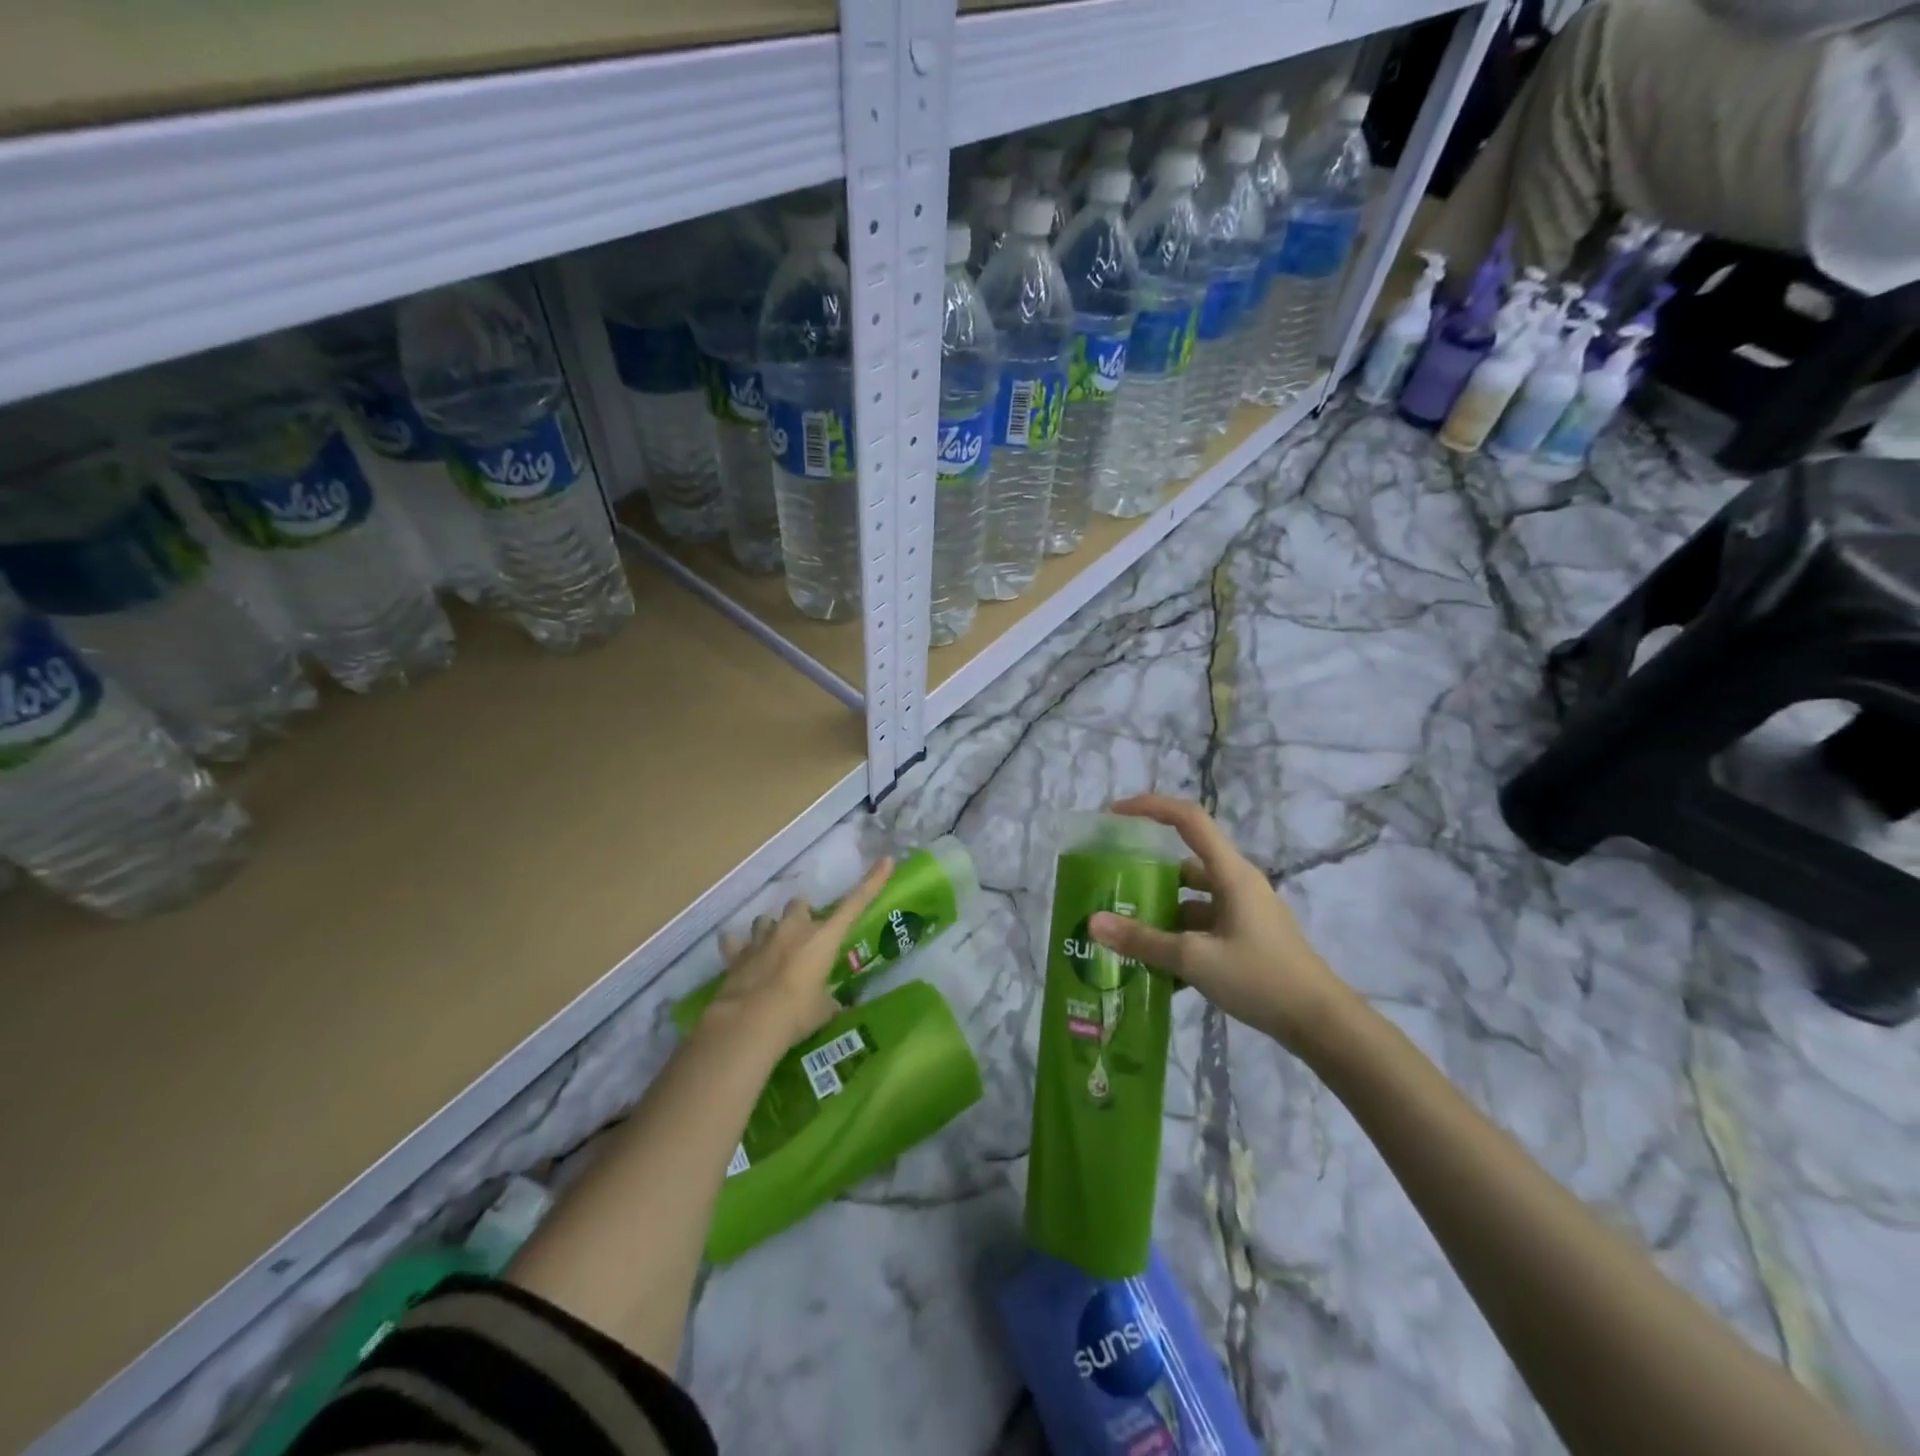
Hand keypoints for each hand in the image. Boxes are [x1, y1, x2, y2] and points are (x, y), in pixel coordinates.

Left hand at [708, 857, 893, 1050]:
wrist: (748, 1024)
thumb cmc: (796, 1014)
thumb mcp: (823, 1010)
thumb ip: (827, 999)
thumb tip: (830, 1004)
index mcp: (823, 938)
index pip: (854, 904)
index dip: (872, 882)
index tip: (886, 861)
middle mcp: (793, 929)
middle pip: (800, 904)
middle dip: (802, 915)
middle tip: (805, 936)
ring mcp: (762, 939)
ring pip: (766, 919)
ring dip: (771, 929)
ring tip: (773, 947)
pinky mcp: (736, 954)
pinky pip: (735, 943)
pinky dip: (738, 947)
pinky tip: (739, 955)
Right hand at [1088, 795, 1348, 1052]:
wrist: (1322, 1024)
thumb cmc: (1261, 978)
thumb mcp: (1194, 959)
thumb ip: (1143, 940)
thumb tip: (1093, 923)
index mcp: (1231, 873)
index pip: (1188, 819)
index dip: (1150, 807)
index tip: (1114, 814)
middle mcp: (1238, 883)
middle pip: (1185, 862)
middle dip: (1148, 872)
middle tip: (1112, 887)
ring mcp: (1245, 911)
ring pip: (1192, 898)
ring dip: (1162, 911)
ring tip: (1125, 931)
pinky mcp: (1248, 937)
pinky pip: (1204, 925)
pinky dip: (1180, 937)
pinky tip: (1157, 967)